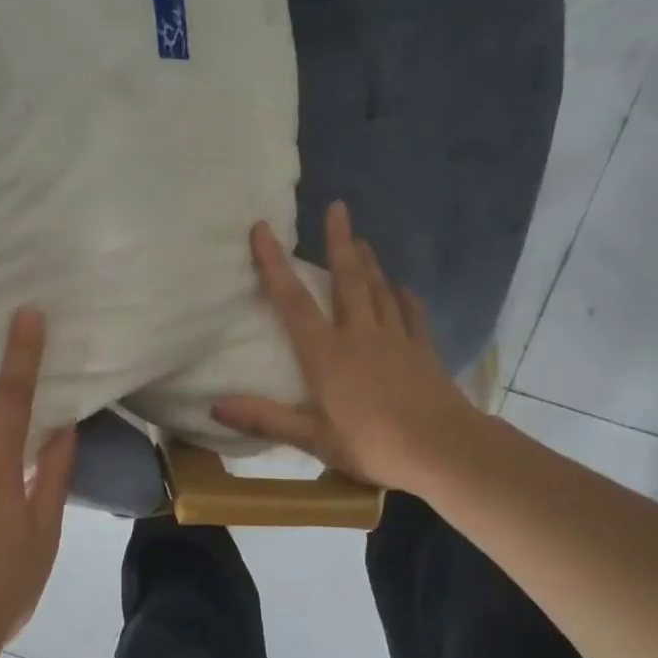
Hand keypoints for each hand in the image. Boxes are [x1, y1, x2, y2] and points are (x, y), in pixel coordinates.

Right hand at [213, 201, 475, 493]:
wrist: (442, 450)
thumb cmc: (372, 445)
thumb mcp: (313, 439)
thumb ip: (265, 419)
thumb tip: (215, 406)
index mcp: (326, 354)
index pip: (293, 301)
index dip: (274, 264)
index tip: (263, 229)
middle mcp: (359, 335)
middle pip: (347, 279)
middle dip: (338, 241)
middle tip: (337, 207)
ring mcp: (396, 339)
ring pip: (379, 290)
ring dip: (368, 263)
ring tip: (361, 239)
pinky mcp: (423, 350)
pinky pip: (412, 315)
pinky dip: (405, 298)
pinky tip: (403, 288)